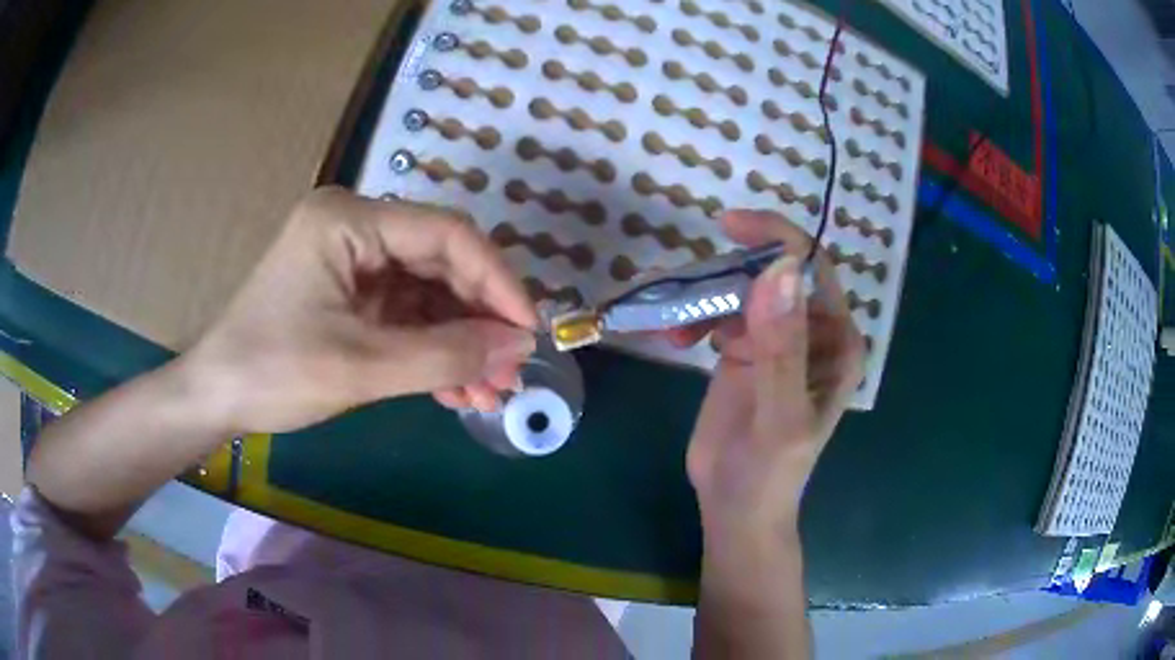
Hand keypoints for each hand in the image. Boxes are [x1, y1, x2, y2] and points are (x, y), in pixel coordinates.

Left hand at [185, 187, 537, 434]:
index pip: (446, 234)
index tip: (528, 333)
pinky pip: (407, 316)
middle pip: (441, 263)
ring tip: (489, 393)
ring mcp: (353, 262)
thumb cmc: (271, 372)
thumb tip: (517, 348)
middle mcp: (355, 228)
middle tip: (510, 373)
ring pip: (429, 294)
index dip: (497, 281)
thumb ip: (444, 355)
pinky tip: (457, 389)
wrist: (215, 399)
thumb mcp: (359, 367)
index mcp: (348, 220)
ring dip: (460, 344)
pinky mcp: (351, 295)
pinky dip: (433, 351)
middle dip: (479, 322)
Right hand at [679, 210, 864, 541]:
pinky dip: (692, 316)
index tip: (728, 225)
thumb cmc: (769, 472)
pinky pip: (717, 314)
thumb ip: (782, 348)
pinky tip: (673, 338)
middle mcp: (810, 332)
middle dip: (728, 271)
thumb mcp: (780, 415)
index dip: (776, 238)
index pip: (812, 269)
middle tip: (683, 283)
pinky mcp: (743, 352)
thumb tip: (778, 270)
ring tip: (672, 324)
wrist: (735, 507)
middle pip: (772, 273)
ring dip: (703, 296)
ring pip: (740, 291)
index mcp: (836, 340)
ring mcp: (774, 339)